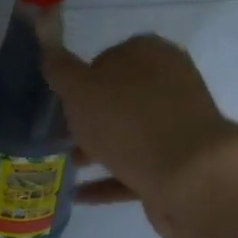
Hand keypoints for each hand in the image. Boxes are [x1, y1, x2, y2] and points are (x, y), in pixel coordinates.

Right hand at [40, 33, 237, 237]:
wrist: (189, 176)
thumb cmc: (129, 122)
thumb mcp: (80, 90)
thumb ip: (60, 69)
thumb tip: (47, 42)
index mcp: (149, 54)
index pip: (106, 58)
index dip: (79, 80)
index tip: (59, 103)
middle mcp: (168, 83)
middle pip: (118, 98)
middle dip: (88, 118)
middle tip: (59, 136)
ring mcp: (176, 125)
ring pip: (127, 134)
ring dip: (97, 149)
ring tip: (66, 165)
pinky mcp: (177, 163)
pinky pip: (134, 168)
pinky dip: (107, 180)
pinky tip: (79, 194)